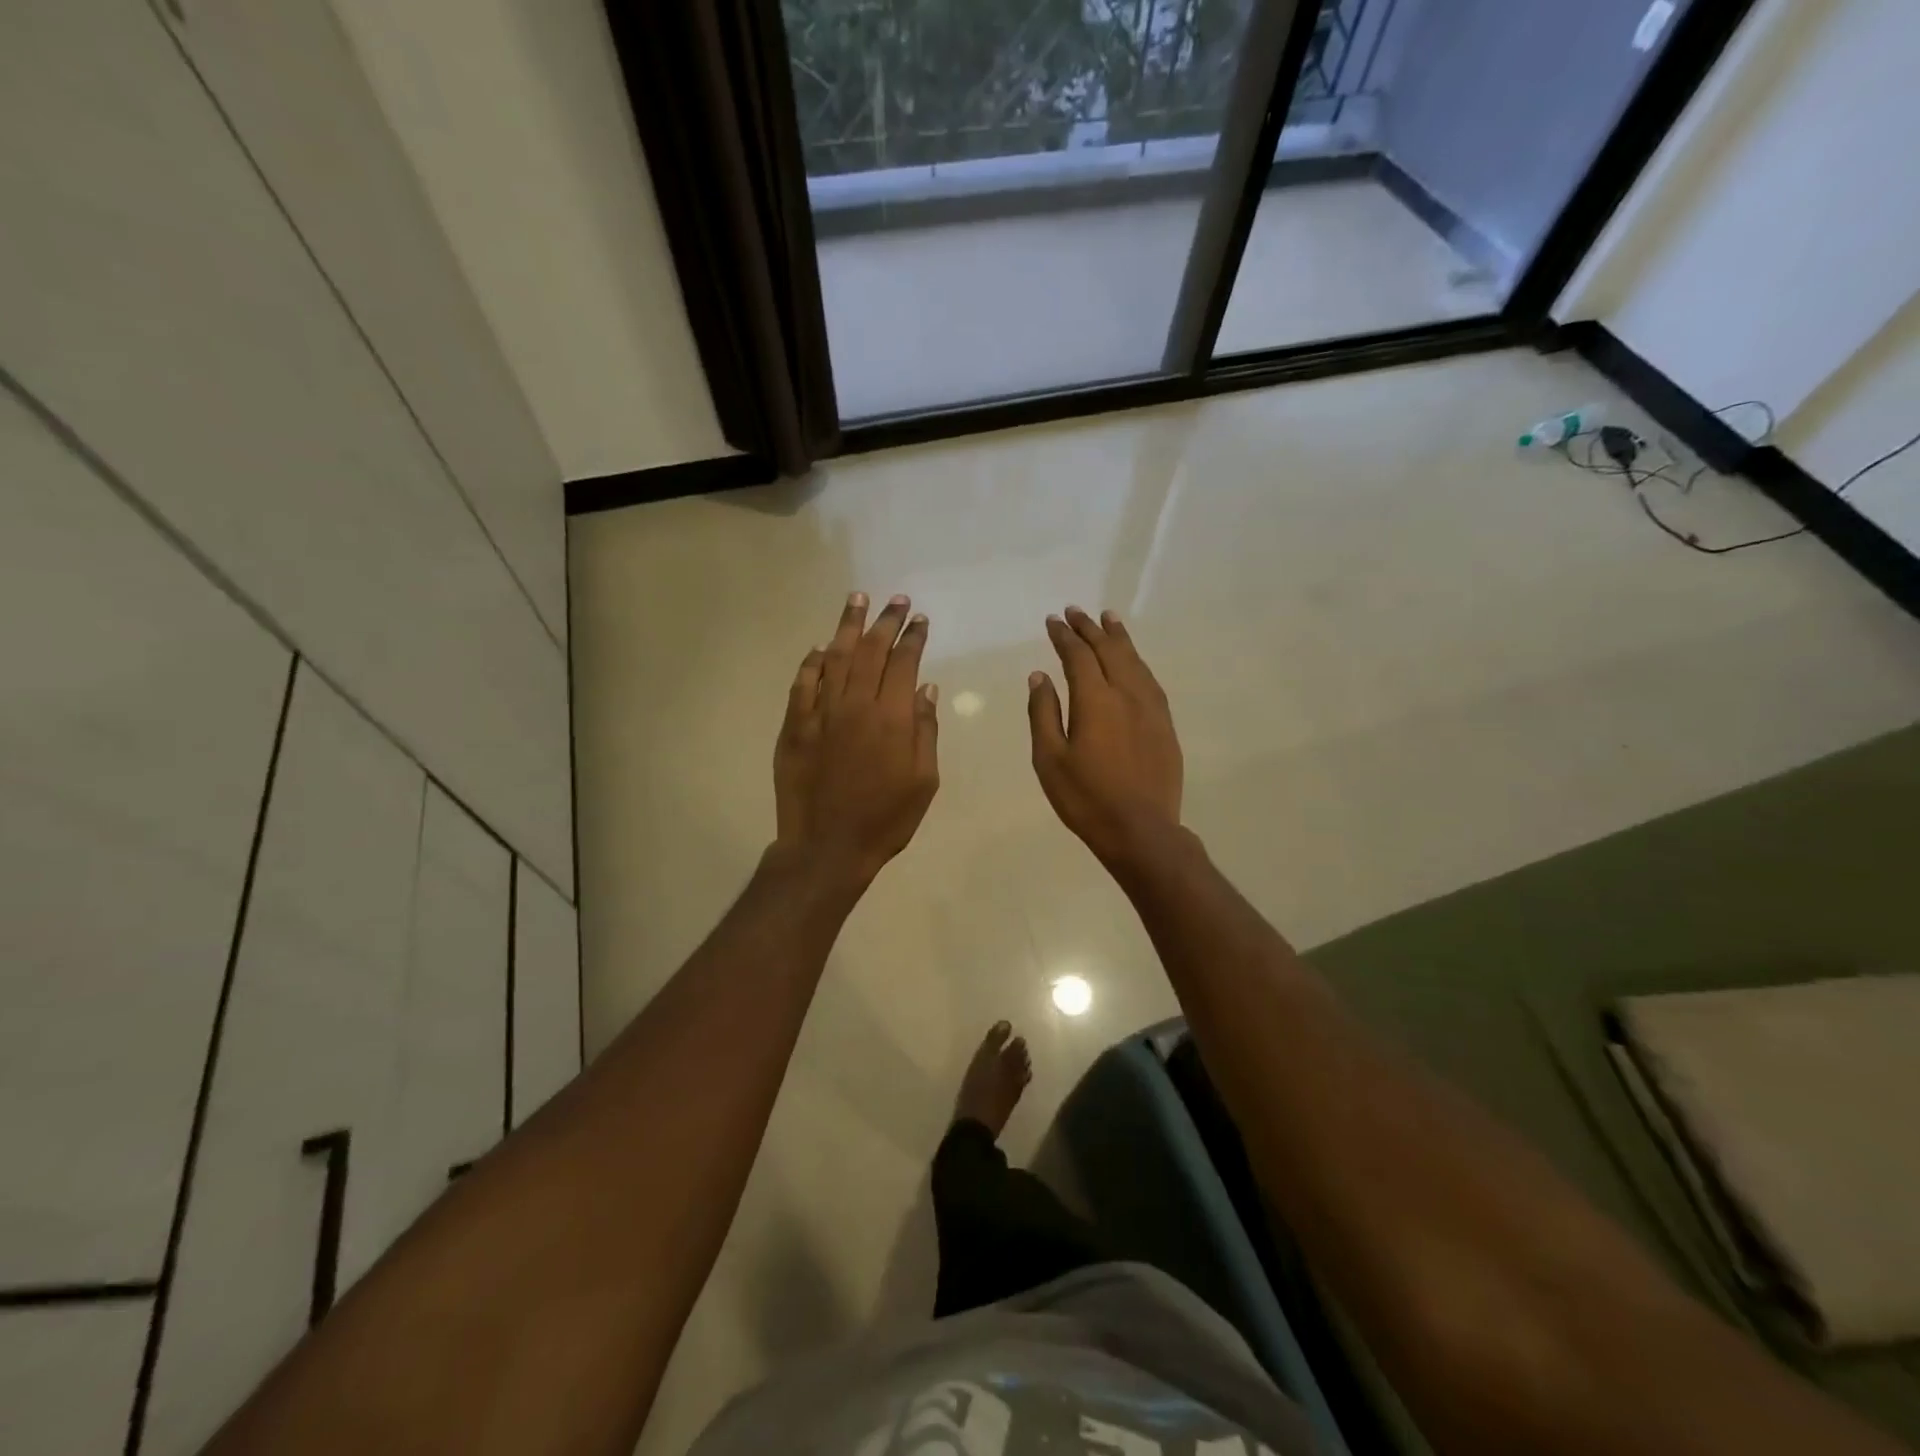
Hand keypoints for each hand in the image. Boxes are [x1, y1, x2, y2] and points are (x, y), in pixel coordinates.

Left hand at [774, 592, 939, 886]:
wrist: (827, 847)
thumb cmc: (885, 819)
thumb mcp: (924, 781)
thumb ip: (925, 730)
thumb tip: (926, 688)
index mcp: (892, 718)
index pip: (904, 663)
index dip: (913, 638)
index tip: (919, 620)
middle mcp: (855, 705)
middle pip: (871, 651)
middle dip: (886, 622)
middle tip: (896, 600)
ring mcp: (820, 713)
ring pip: (834, 657)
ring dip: (848, 627)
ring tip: (857, 601)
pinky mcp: (794, 726)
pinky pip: (803, 684)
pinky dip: (812, 662)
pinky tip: (819, 647)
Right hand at [1029, 607, 1182, 869]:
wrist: (1141, 830)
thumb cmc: (1086, 798)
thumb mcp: (1050, 759)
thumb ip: (1044, 713)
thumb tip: (1040, 676)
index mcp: (1095, 701)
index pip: (1078, 656)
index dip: (1064, 636)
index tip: (1053, 620)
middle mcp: (1127, 694)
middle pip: (1109, 650)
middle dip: (1090, 628)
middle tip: (1076, 611)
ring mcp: (1151, 708)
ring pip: (1134, 660)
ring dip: (1118, 637)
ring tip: (1108, 619)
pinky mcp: (1165, 724)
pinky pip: (1150, 679)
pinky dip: (1137, 661)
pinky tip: (1133, 660)